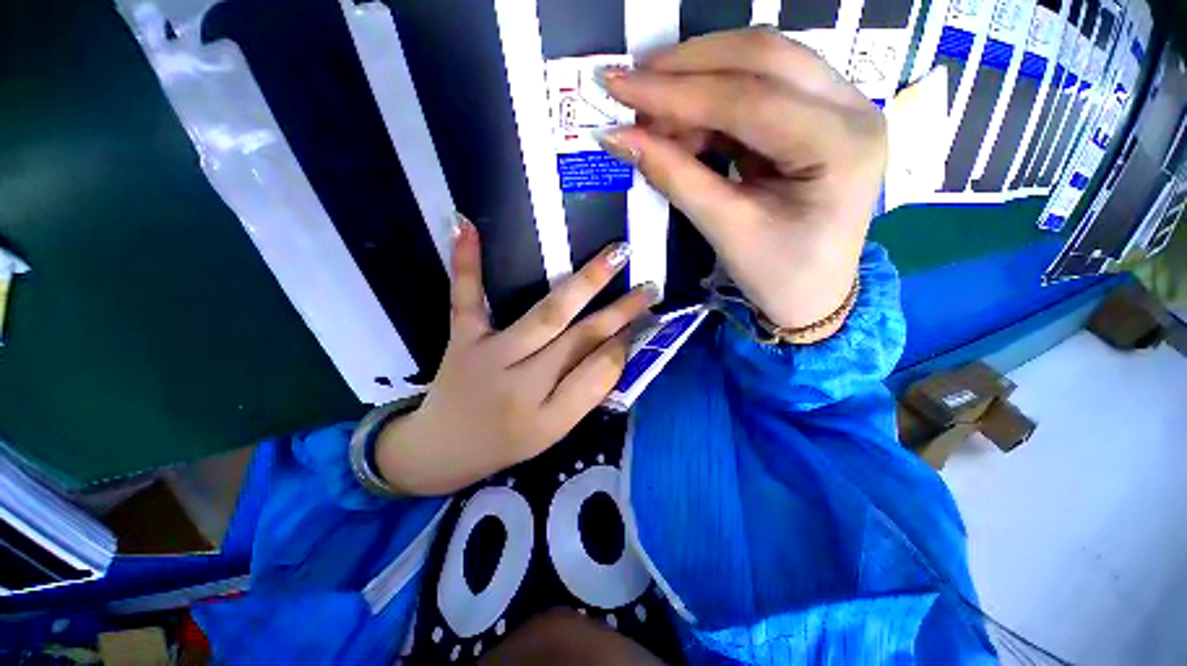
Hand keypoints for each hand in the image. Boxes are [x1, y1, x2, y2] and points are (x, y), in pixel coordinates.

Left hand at [374, 218, 656, 495]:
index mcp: (547, 416)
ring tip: (615, 255)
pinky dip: (467, 263)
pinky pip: (466, 298)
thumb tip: (616, 348)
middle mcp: (521, 382)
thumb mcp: (553, 432)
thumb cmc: (505, 443)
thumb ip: (586, 392)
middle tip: (649, 287)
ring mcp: (488, 354)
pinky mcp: (462, 337)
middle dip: (619, 311)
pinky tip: (468, 224)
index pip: (598, 372)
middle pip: (579, 339)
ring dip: (583, 283)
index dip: (623, 345)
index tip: (644, 320)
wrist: (440, 449)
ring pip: (544, 314)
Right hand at [597, 27, 885, 335]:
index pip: (749, 99)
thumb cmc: (778, 275)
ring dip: (698, 81)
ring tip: (652, 115)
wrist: (814, 296)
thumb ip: (675, 177)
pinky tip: (681, 124)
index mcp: (841, 145)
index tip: (619, 87)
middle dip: (688, 66)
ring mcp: (838, 106)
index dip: (676, 93)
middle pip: (763, 56)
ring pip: (760, 63)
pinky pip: (757, 89)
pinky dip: (711, 102)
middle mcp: (851, 108)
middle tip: (633, 87)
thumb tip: (618, 137)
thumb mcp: (726, 230)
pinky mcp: (815, 116)